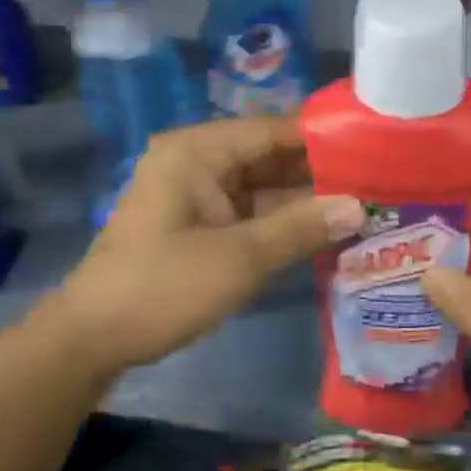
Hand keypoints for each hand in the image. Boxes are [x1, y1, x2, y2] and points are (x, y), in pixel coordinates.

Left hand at [54, 118, 364, 374]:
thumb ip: (301, 227)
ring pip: (262, 189)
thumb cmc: (162, 286)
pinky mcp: (198, 226)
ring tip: (365, 206)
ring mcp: (197, 196)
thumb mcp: (239, 257)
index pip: (273, 130)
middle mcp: (197, 163)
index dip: (323, 139)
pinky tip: (326, 232)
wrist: (92, 339)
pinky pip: (249, 214)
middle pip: (269, 158)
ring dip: (305, 202)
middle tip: (378, 182)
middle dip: (319, 174)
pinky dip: (282, 224)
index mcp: (198, 151)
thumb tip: (360, 207)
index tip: (374, 148)